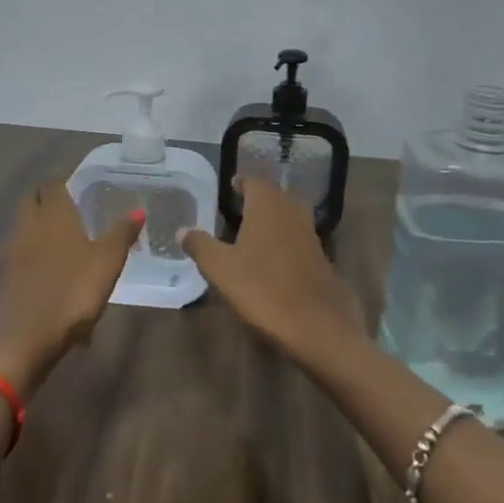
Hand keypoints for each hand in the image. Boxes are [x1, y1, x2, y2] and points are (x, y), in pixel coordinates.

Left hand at [0, 179, 143, 393]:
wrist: (23, 340)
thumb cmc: (71, 293)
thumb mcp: (107, 262)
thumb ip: (122, 233)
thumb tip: (138, 210)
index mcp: (53, 215)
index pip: (52, 184)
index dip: (64, 180)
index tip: (80, 183)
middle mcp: (28, 226)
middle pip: (33, 201)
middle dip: (49, 198)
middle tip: (73, 204)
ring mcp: (13, 253)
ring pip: (25, 226)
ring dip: (41, 225)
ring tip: (66, 236)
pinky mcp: (7, 278)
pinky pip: (22, 252)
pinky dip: (36, 251)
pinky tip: (53, 268)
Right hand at [180, 176, 367, 365]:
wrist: (317, 322)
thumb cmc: (262, 287)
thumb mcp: (220, 268)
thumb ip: (200, 245)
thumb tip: (182, 230)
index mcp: (267, 204)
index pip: (254, 180)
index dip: (240, 182)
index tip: (229, 187)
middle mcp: (292, 210)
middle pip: (274, 195)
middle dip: (258, 198)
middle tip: (237, 208)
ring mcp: (310, 233)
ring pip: (289, 215)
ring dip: (272, 218)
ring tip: (251, 231)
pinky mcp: (320, 256)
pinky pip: (297, 236)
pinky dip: (284, 239)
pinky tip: (271, 257)